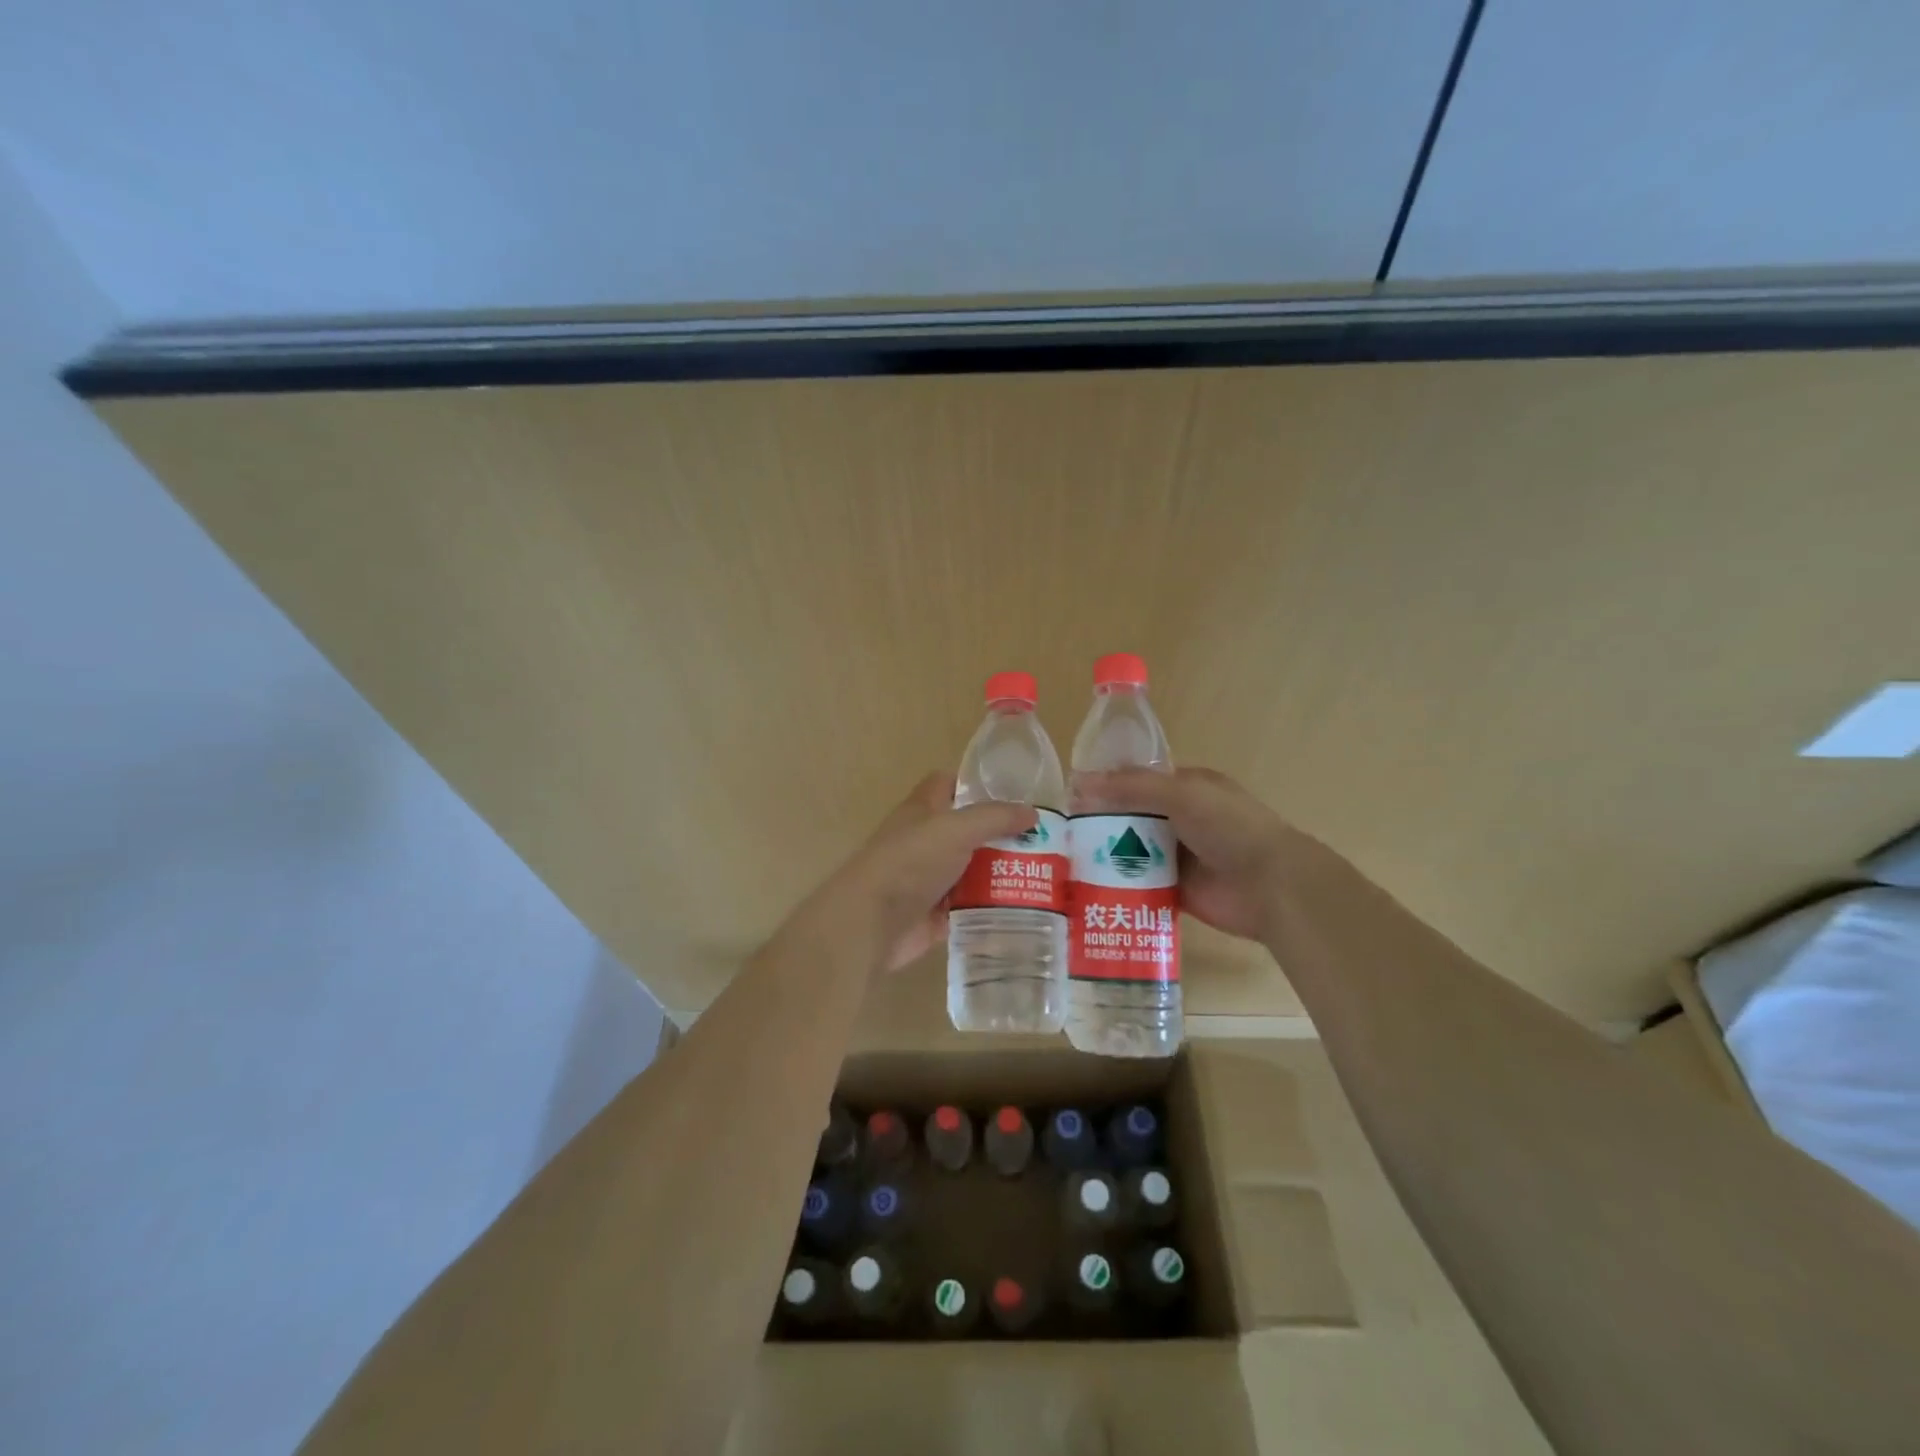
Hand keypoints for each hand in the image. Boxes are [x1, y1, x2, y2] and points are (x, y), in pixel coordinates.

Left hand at [793, 773, 1035, 972]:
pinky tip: (1025, 908)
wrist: (871, 922)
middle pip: (968, 831)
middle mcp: (926, 841)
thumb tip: (1032, 813)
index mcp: (923, 810)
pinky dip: (992, 908)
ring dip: (1002, 874)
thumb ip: (994, 818)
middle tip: (1046, 841)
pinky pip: (970, 907)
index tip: (1014, 793)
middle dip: (1001, 835)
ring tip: (1047, 875)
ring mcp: (930, 879)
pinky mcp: (936, 914)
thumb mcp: (956, 829)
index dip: (975, 784)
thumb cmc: (910, 862)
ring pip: (972, 870)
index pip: (948, 784)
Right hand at [1073, 767, 1296, 942]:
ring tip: (1064, 859)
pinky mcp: (1174, 891)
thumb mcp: (1180, 793)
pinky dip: (1118, 885)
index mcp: (1186, 788)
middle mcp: (1180, 819)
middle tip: (1060, 831)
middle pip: (1131, 817)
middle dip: (1099, 822)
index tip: (1069, 794)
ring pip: (1132, 851)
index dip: (1106, 785)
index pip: (1137, 781)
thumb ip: (1131, 787)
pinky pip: (1139, 884)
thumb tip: (1079, 783)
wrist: (1270, 885)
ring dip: (1105, 855)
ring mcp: (1177, 857)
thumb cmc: (1229, 827)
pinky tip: (1086, 887)